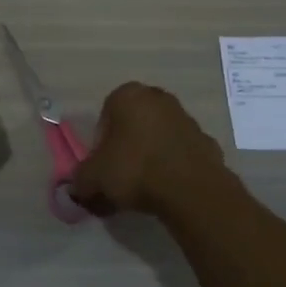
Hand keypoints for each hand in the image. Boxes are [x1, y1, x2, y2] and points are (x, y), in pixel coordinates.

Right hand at [70, 82, 227, 216]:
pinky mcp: (207, 141)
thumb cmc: (134, 169)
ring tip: (144, 189)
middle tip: (120, 177)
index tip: (102, 166)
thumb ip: (80, 180)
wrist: (191, 190)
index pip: (105, 115)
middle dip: (125, 148)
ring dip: (150, 157)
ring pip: (158, 138)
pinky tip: (168, 191)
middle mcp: (158, 98)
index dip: (100, 143)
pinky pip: (180, 154)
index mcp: (128, 95)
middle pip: (133, 124)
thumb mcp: (93, 177)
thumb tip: (78, 187)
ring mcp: (186, 118)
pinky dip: (173, 168)